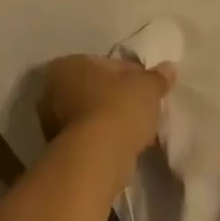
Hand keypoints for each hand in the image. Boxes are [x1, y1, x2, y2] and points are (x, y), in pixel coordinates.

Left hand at [36, 55, 175, 159]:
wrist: (98, 156)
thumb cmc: (119, 108)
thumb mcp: (147, 88)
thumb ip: (158, 77)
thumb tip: (168, 68)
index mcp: (67, 64)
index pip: (108, 64)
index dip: (134, 75)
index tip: (151, 89)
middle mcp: (51, 90)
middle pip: (97, 89)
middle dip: (119, 97)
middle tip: (144, 108)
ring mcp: (51, 122)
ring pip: (92, 114)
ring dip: (112, 119)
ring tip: (138, 129)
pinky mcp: (60, 148)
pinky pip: (90, 135)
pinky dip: (105, 137)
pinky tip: (125, 144)